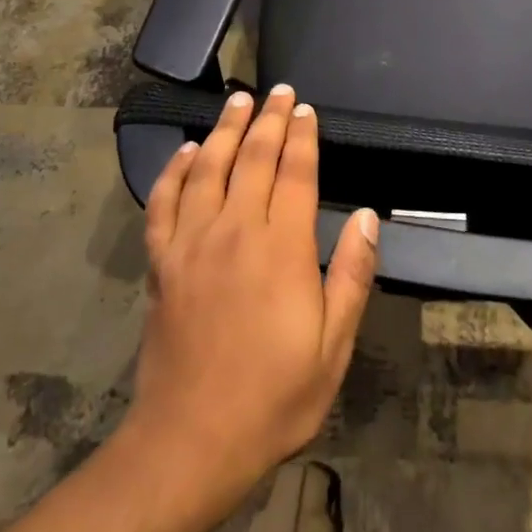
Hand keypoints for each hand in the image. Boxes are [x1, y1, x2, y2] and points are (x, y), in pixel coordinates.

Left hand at [128, 85, 378, 512]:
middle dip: (268, 120)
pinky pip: (164, 202)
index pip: (294, 174)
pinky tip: (187, 151)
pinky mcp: (162, 262)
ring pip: (209, 169)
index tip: (305, 110)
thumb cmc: (274, 397)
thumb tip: (368, 216)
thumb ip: (351, 275)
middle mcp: (234, 231)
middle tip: (277, 91)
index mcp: (281, 249)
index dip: (302, 137)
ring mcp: (192, 243)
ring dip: (225, 130)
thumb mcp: (333, 346)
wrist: (191, 441)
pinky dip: (175, 171)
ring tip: (237, 101)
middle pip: (252, 159)